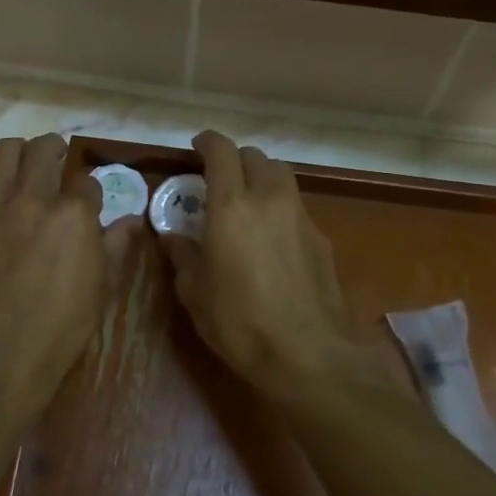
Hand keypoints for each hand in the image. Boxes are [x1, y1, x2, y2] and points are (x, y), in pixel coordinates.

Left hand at [0, 134, 122, 420]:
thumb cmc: (62, 326)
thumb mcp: (102, 287)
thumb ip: (116, 246)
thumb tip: (132, 221)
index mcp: (73, 214)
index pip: (86, 181)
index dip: (89, 191)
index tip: (88, 203)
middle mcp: (32, 199)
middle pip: (42, 149)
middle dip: (53, 149)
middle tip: (55, 161)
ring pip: (3, 153)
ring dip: (18, 155)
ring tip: (23, 171)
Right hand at [158, 131, 379, 405]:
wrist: (308, 353)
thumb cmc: (239, 321)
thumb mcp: (194, 292)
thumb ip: (182, 255)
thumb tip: (173, 237)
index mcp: (232, 204)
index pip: (221, 152)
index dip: (208, 142)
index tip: (197, 147)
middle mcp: (269, 199)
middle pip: (256, 157)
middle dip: (236, 161)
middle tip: (220, 180)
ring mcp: (301, 217)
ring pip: (282, 177)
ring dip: (262, 179)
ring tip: (248, 203)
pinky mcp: (322, 239)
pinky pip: (297, 208)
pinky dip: (281, 209)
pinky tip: (273, 239)